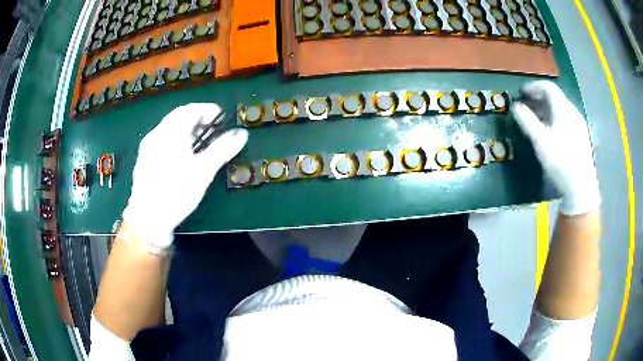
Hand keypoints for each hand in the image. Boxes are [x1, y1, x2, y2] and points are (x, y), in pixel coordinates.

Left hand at [122, 103, 247, 252]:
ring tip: (199, 142)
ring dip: (186, 129)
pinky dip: (175, 140)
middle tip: (212, 129)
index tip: (221, 117)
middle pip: (178, 117)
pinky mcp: (144, 159)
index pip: (190, 110)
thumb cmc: (176, 192)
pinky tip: (181, 155)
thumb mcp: (203, 171)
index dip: (207, 110)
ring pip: (169, 129)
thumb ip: (222, 149)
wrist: (148, 218)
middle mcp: (156, 134)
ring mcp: (147, 147)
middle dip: (197, 119)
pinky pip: (162, 140)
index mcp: (170, 133)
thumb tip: (241, 134)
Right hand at [510, 81, 599, 215]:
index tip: (521, 93)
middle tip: (526, 106)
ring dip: (546, 109)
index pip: (548, 87)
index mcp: (564, 109)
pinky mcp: (581, 137)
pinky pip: (565, 120)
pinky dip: (554, 119)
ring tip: (535, 119)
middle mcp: (573, 112)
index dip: (533, 87)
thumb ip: (527, 121)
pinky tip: (550, 132)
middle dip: (538, 98)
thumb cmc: (561, 162)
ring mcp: (579, 125)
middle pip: (555, 97)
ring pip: (560, 109)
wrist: (582, 188)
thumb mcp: (541, 141)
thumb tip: (515, 106)